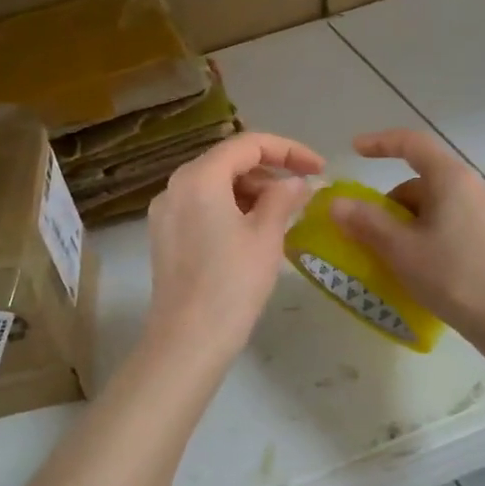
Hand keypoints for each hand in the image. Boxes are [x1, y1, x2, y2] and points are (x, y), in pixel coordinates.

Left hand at [143, 131, 324, 366]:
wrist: (187, 341)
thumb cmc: (232, 284)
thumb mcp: (266, 236)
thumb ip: (283, 197)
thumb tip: (298, 181)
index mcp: (199, 178)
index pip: (248, 144)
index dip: (289, 150)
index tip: (319, 168)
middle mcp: (175, 186)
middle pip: (228, 161)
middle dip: (269, 172)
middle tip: (303, 194)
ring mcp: (166, 212)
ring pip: (215, 185)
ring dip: (251, 191)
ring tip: (284, 215)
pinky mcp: (165, 236)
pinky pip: (202, 207)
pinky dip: (231, 208)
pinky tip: (255, 231)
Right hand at [330, 129, 484, 345]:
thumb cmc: (454, 276)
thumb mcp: (401, 249)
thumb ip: (366, 221)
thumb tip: (337, 203)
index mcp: (452, 179)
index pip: (412, 144)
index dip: (380, 143)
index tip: (355, 151)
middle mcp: (474, 187)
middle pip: (422, 180)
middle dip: (391, 202)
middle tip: (370, 233)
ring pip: (437, 205)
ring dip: (409, 222)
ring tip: (394, 256)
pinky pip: (453, 223)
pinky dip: (429, 234)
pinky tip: (422, 265)